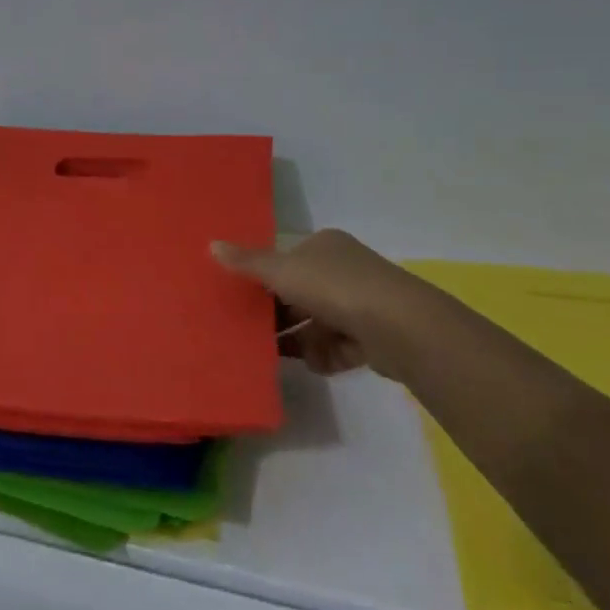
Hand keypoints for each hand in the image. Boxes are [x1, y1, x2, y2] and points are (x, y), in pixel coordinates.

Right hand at [211, 229, 434, 379]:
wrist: (399, 327)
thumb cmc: (334, 287)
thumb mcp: (281, 270)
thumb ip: (247, 263)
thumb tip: (211, 244)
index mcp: (325, 247)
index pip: (288, 259)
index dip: (265, 277)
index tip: (241, 296)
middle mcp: (344, 271)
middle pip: (300, 293)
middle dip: (278, 313)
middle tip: (249, 330)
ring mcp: (362, 305)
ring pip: (317, 323)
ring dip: (298, 339)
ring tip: (270, 354)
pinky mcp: (373, 339)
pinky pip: (337, 348)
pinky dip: (324, 357)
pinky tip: (312, 364)